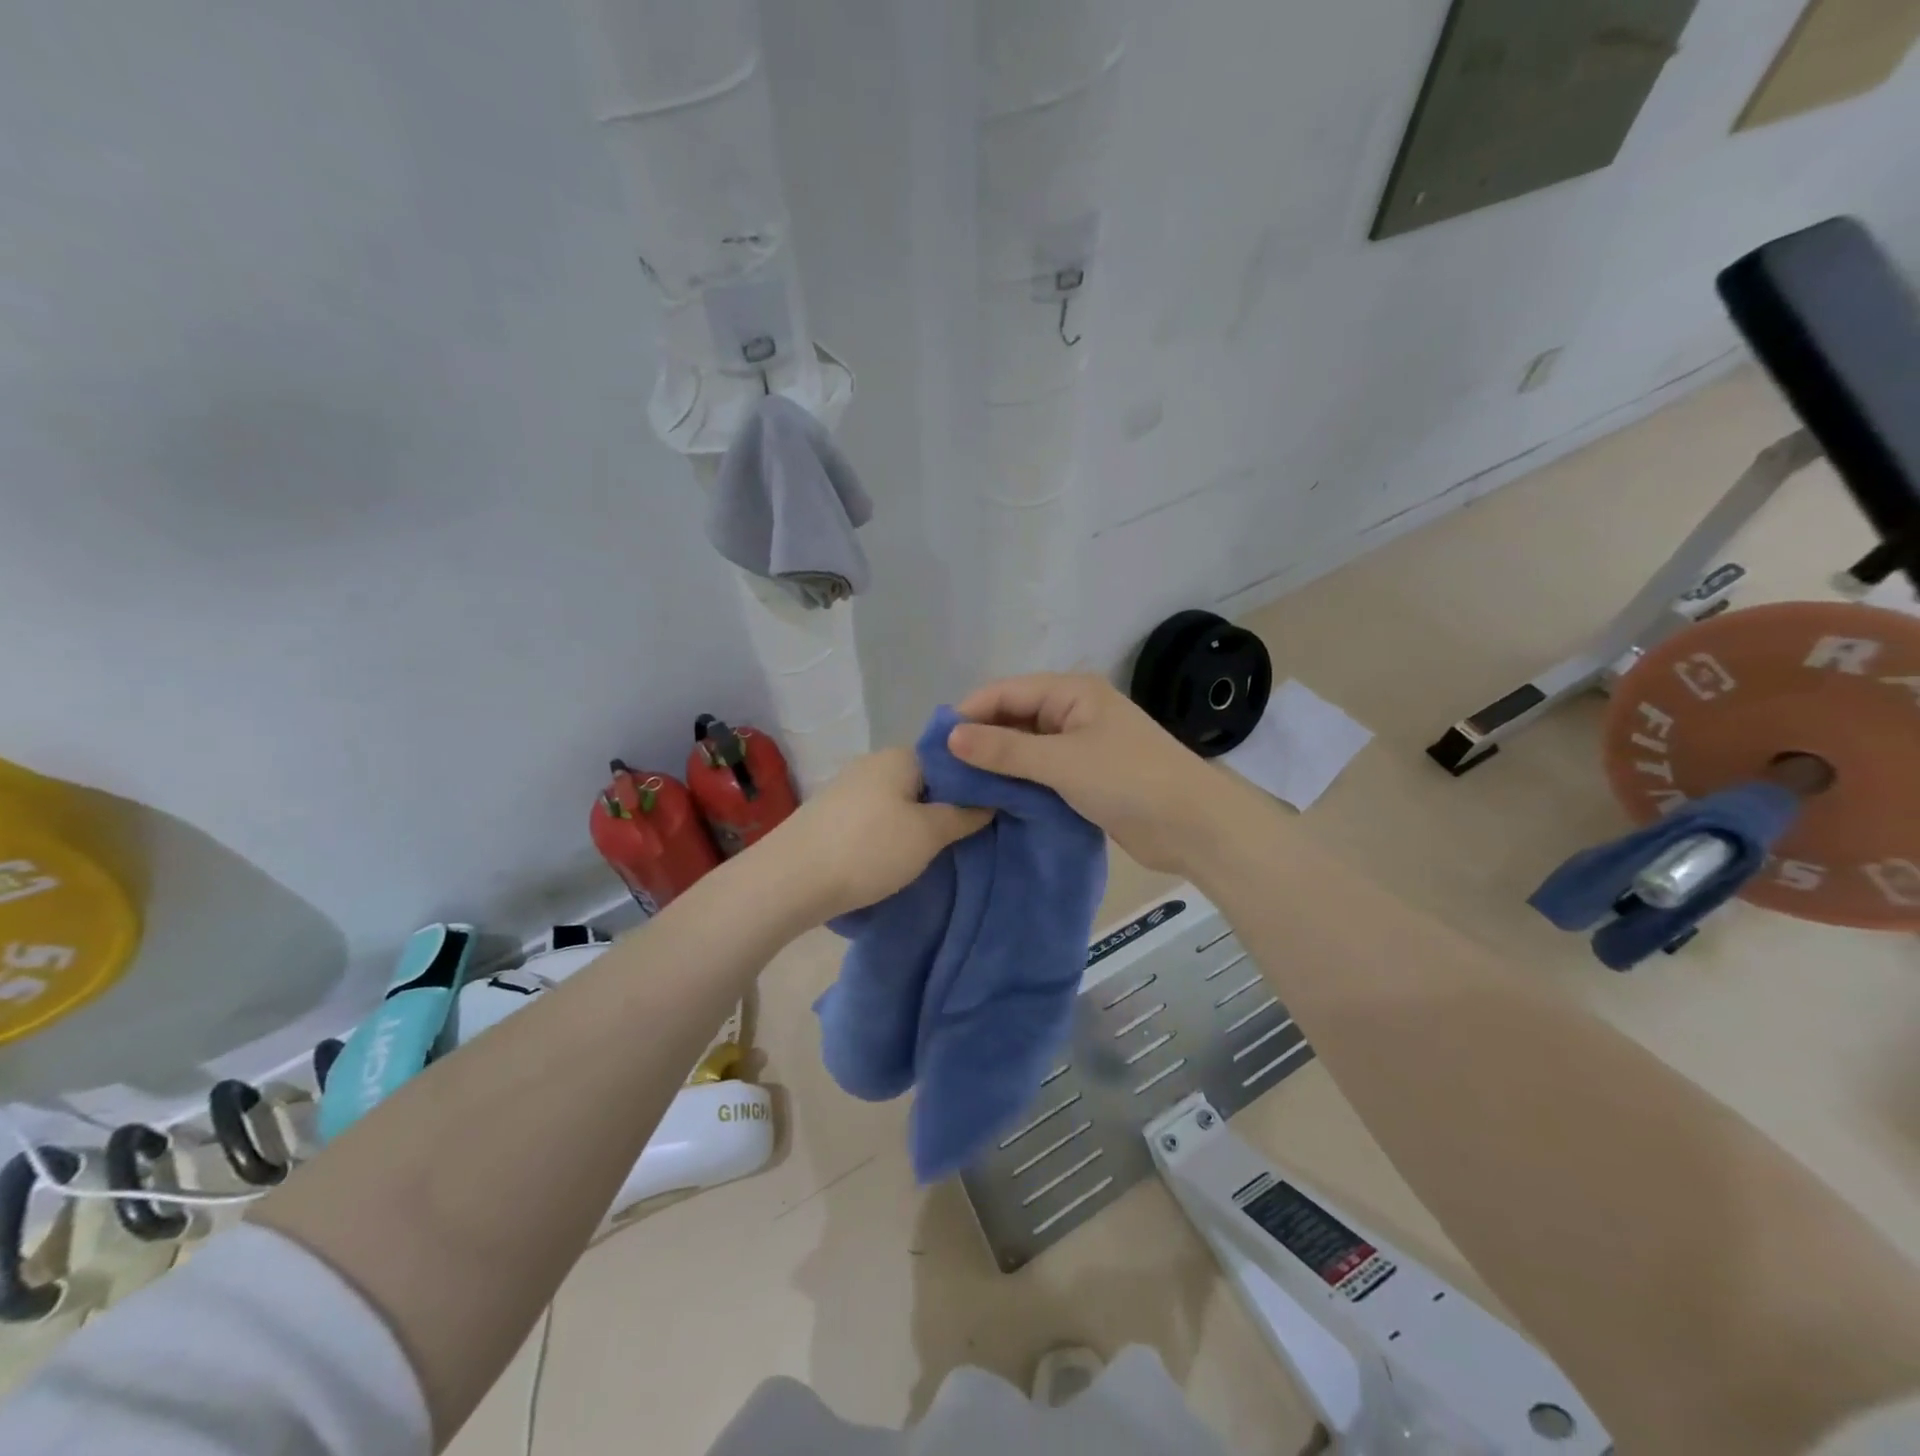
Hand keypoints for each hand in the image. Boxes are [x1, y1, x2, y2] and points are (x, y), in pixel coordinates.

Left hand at [761, 748, 990, 921]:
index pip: (952, 759)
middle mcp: (874, 762)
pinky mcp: (833, 814)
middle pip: (926, 781)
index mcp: (901, 756)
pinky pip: (878, 817)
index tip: (993, 814)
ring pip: (901, 801)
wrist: (790, 880)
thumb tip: (989, 801)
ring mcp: (849, 787)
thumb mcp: (928, 834)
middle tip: (969, 838)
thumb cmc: (868, 849)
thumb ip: (964, 815)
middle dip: (947, 807)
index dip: (975, 785)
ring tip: (937, 852)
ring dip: (919, 823)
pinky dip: (893, 833)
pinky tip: (899, 856)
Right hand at [948, 673, 1232, 872]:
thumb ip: (1004, 749)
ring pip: (1026, 747)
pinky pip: (1042, 771)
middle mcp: (1074, 711)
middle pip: (1014, 717)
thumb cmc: (1128, 779)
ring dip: (998, 763)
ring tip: (958, 787)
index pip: (1006, 692)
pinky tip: (992, 799)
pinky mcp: (1087, 777)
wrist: (1193, 826)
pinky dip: (1019, 781)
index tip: (934, 744)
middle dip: (981, 739)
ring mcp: (1082, 745)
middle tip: (942, 769)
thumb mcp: (1061, 761)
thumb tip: (951, 736)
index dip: (969, 713)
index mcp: (1072, 692)